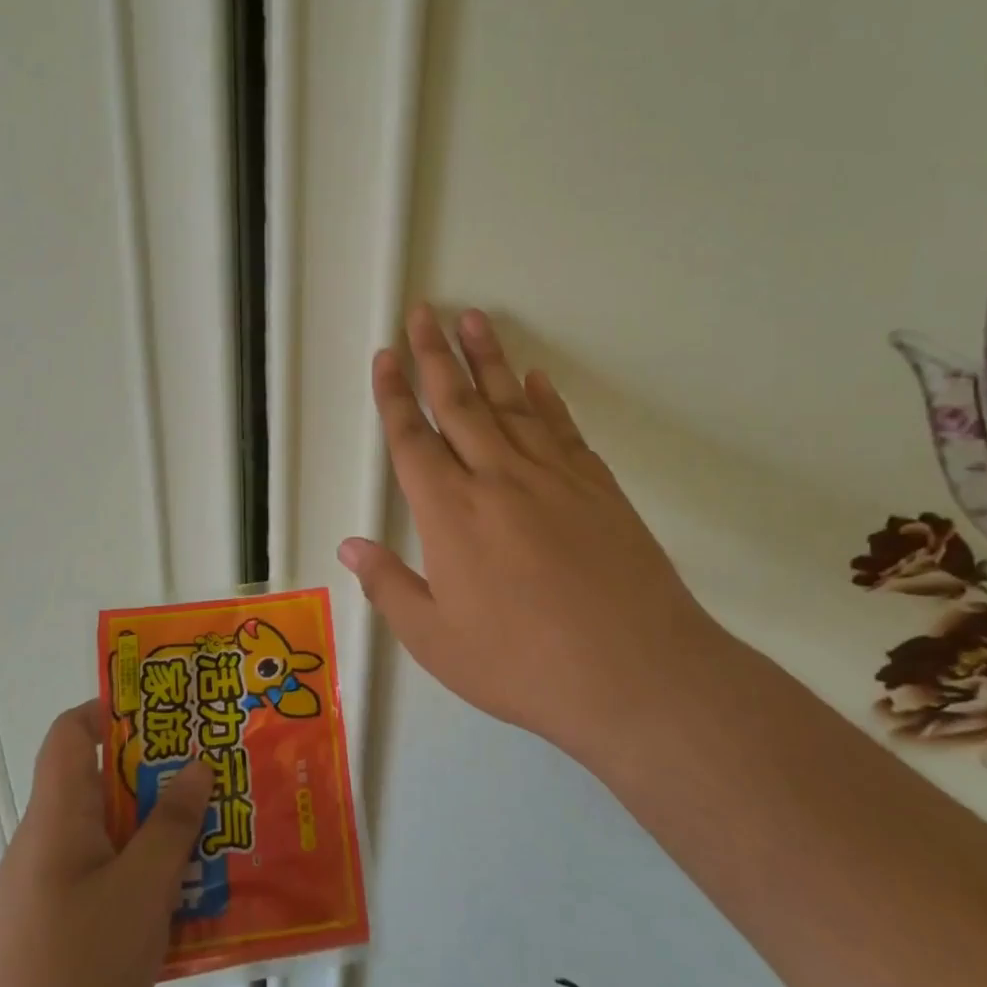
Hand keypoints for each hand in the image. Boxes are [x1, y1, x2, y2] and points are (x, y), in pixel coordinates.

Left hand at [5, 701, 213, 986]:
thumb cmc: (72, 972)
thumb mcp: (140, 889)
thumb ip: (172, 823)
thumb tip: (195, 764)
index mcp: (57, 817)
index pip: (71, 733)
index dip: (114, 709)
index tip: (170, 713)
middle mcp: (46, 846)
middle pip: (102, 787)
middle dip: (160, 778)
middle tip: (216, 777)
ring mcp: (47, 896)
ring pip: (111, 841)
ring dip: (160, 835)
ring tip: (217, 839)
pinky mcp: (54, 941)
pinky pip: (106, 887)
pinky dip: (145, 883)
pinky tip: (187, 908)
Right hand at [338, 305, 730, 757]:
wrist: (636, 674)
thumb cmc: (524, 665)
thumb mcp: (437, 642)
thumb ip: (389, 588)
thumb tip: (351, 547)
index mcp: (450, 514)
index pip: (412, 439)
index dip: (394, 396)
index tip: (386, 357)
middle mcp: (497, 479)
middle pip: (458, 403)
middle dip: (435, 355)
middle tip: (424, 312)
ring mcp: (552, 476)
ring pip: (510, 402)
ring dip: (487, 358)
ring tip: (471, 319)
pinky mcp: (597, 485)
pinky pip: (562, 427)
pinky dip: (545, 398)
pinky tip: (535, 378)